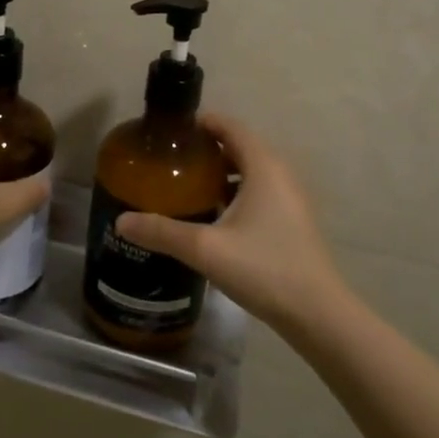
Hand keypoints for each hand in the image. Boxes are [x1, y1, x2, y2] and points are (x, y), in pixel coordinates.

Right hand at [115, 114, 348, 336]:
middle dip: (206, 149)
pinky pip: (259, 192)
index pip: (231, 127)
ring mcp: (290, 199)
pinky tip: (212, 216)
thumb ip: (162, 232)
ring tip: (186, 185)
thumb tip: (121, 221)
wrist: (317, 314)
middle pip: (240, 147)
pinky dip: (235, 192)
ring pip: (250, 172)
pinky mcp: (291, 221)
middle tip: (171, 160)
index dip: (202, 123)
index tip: (171, 131)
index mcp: (264, 167)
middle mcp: (280, 175)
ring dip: (221, 172)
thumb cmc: (264, 268)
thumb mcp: (205, 249)